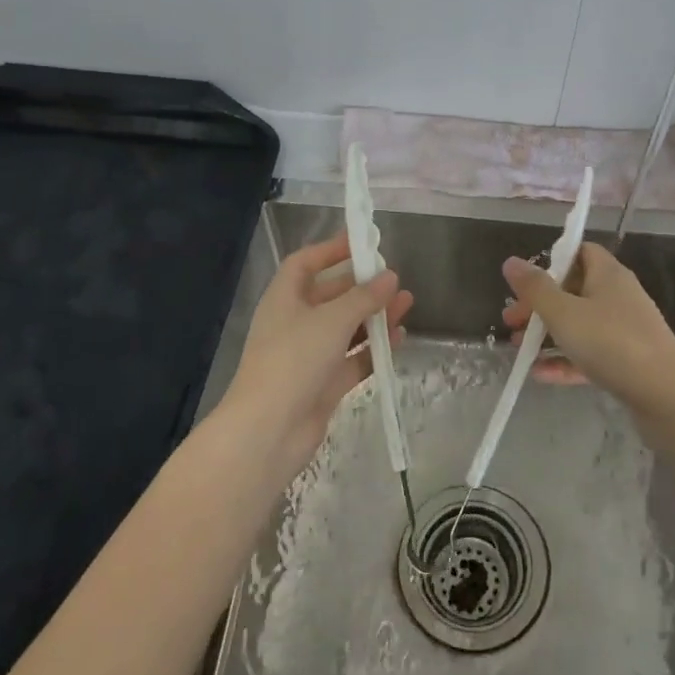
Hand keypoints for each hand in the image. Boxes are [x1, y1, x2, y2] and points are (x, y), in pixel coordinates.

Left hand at [215, 234, 413, 481]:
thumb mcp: (332, 320)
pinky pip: (353, 359)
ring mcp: (308, 356)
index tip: (361, 242)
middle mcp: (294, 323)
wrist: (267, 432)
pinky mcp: (323, 385)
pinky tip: (400, 338)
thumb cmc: (293, 361)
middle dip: (361, 286)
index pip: (305, 263)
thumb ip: (364, 297)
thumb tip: (390, 277)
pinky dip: (373, 348)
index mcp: (284, 299)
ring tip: (406, 303)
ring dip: (373, 316)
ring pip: (345, 328)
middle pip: (329, 295)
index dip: (330, 250)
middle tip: (393, 278)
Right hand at [500, 243, 674, 422]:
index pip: (580, 252)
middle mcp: (618, 296)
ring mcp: (625, 331)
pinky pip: (590, 354)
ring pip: (580, 325)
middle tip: (512, 321)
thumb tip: (510, 261)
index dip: (552, 261)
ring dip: (549, 335)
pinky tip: (541, 375)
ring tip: (519, 350)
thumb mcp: (564, 313)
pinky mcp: (628, 362)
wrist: (667, 396)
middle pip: (573, 290)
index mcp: (607, 274)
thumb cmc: (612, 343)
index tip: (527, 281)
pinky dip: (566, 360)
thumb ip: (535, 288)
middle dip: (540, 305)